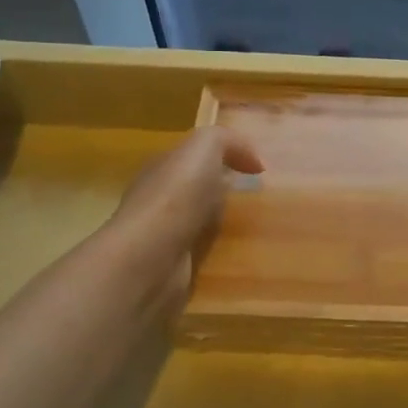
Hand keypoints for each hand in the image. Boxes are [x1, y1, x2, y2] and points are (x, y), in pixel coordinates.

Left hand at [100, 128, 262, 317]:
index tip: (257, 170)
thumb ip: (227, 141)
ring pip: (199, 222)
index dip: (223, 157)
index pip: (192, 157)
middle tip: (259, 197)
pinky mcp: (171, 267)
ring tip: (256, 227)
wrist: (148, 259)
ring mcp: (163, 235)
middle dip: (223, 190)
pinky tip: (239, 254)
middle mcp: (159, 198)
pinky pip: (201, 253)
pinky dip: (218, 252)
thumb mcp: (204, 147)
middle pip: (196, 188)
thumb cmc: (176, 196)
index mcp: (162, 167)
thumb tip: (254, 162)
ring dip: (222, 223)